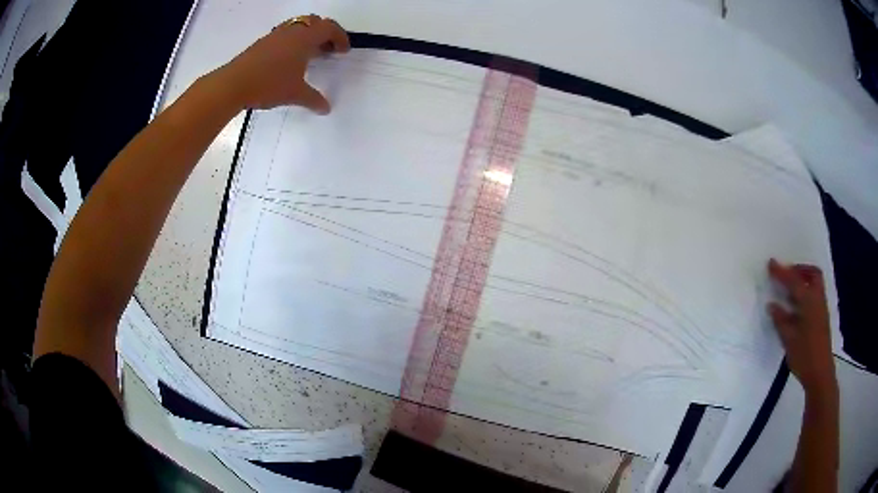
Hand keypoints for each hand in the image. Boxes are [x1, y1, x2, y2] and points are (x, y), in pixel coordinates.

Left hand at [214, 15, 350, 112]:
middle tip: (328, 50)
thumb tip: (326, 108)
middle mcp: (292, 31)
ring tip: (309, 55)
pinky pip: (284, 35)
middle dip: (325, 33)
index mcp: (305, 38)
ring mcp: (275, 35)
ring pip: (298, 27)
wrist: (233, 84)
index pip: (329, 28)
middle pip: (315, 22)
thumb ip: (314, 99)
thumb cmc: (269, 84)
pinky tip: (288, 60)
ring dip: (308, 37)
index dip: (340, 37)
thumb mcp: (295, 94)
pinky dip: (293, 42)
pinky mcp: (262, 43)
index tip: (343, 51)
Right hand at [767, 259, 836, 394]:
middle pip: (812, 274)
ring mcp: (821, 308)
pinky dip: (805, 292)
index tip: (770, 263)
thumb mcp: (789, 339)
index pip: (794, 281)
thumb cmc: (804, 356)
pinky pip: (814, 295)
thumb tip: (772, 305)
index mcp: (808, 302)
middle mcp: (817, 299)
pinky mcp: (821, 318)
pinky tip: (795, 306)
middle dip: (799, 270)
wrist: (820, 373)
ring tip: (789, 288)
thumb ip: (781, 320)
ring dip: (803, 280)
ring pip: (814, 284)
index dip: (781, 272)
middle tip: (787, 274)